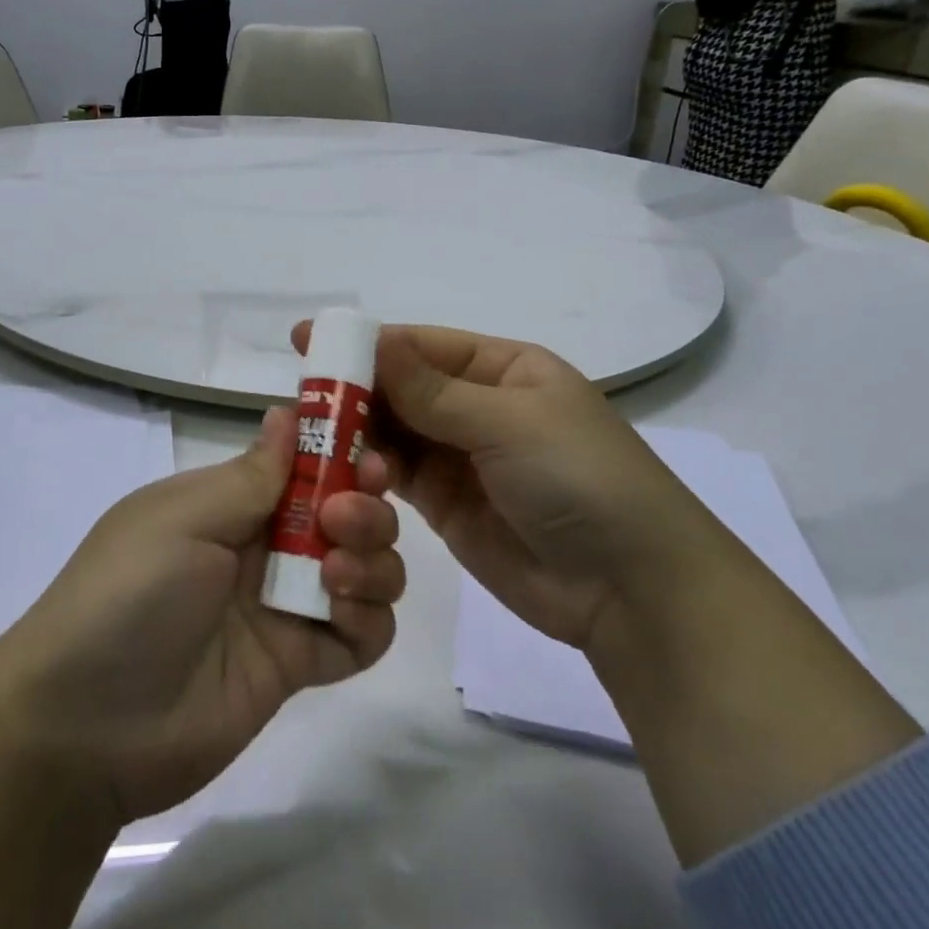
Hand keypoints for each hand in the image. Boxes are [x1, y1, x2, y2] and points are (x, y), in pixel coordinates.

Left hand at [0, 409, 403, 824]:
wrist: (85, 726)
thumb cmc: (129, 594)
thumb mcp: (182, 518)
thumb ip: (250, 474)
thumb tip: (287, 411)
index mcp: (232, 502)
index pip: (305, 464)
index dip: (342, 455)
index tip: (367, 456)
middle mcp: (265, 546)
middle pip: (347, 513)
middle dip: (364, 508)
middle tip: (340, 521)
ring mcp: (283, 606)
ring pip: (365, 568)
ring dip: (373, 561)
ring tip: (336, 576)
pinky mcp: (298, 664)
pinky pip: (361, 636)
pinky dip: (369, 621)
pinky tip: (342, 618)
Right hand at [296, 322, 712, 652]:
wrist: (630, 588)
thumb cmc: (579, 478)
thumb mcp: (509, 422)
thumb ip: (432, 390)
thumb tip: (374, 341)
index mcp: (504, 368)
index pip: (423, 346)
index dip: (368, 343)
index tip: (309, 340)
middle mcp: (479, 405)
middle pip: (402, 388)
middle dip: (355, 391)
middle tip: (298, 399)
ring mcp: (461, 456)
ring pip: (394, 432)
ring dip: (357, 435)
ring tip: (311, 441)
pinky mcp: (446, 505)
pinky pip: (398, 476)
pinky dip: (369, 472)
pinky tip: (339, 474)